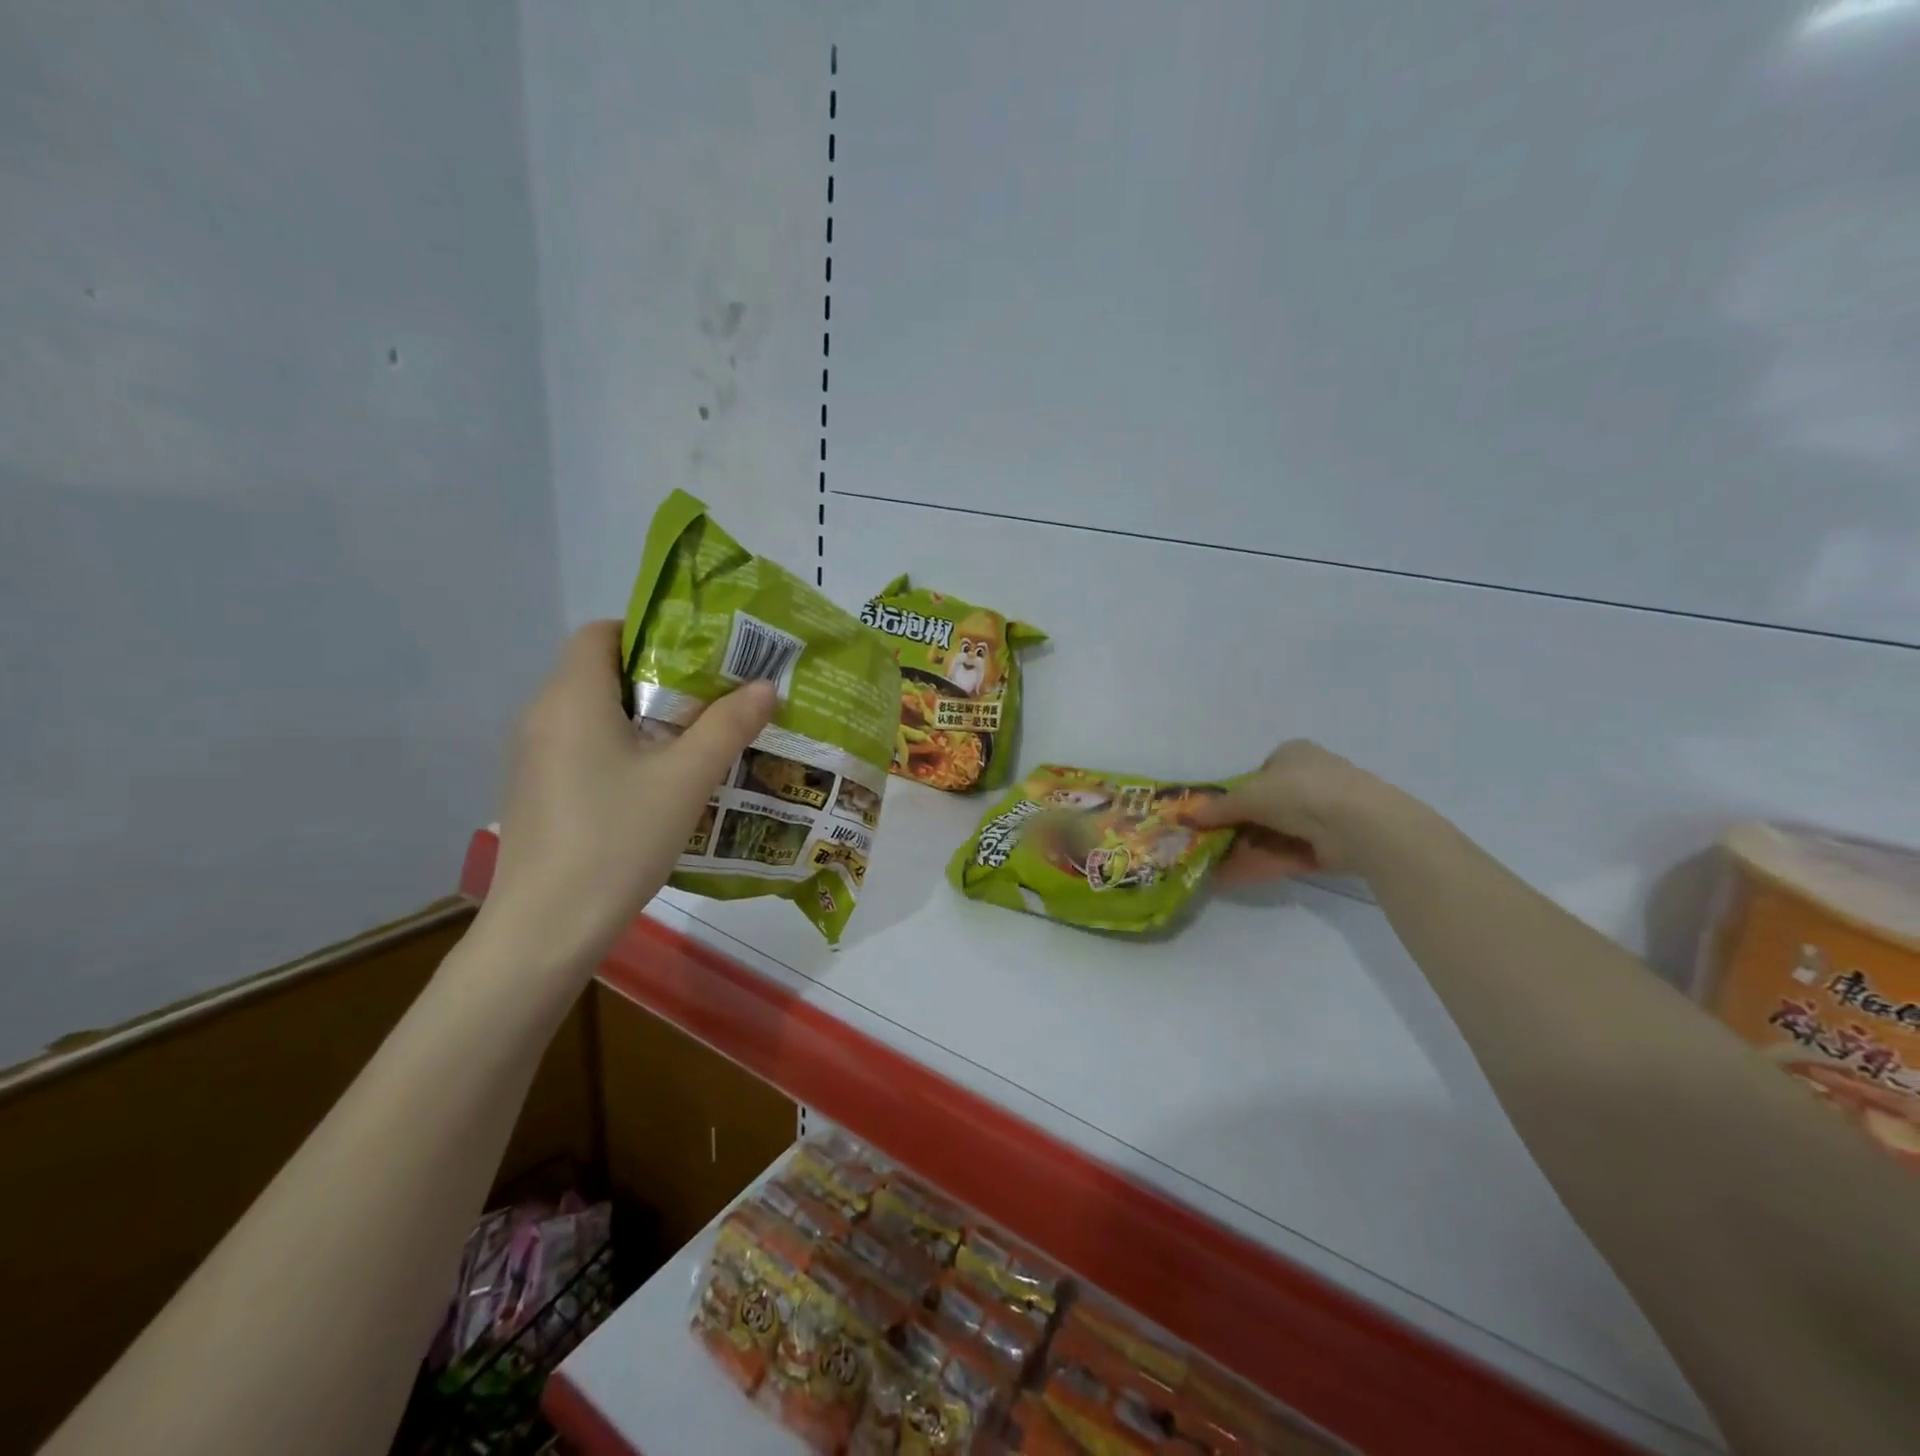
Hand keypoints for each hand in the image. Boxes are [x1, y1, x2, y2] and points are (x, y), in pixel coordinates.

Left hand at [483, 621, 775, 961]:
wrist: (546, 929)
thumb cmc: (618, 840)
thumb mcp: (686, 780)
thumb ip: (728, 726)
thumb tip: (765, 686)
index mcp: (572, 698)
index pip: (601, 631)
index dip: (650, 631)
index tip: (700, 655)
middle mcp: (542, 716)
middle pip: (601, 671)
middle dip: (660, 676)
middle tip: (715, 695)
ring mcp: (533, 757)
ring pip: (594, 712)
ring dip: (643, 715)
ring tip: (698, 736)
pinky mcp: (538, 791)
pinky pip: (583, 746)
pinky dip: (622, 746)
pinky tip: (659, 781)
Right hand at [1190, 739, 1396, 882]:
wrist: (1358, 823)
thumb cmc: (1299, 792)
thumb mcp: (1248, 795)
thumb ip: (1219, 808)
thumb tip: (1189, 817)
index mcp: (1292, 755)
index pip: (1257, 774)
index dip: (1233, 797)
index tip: (1212, 818)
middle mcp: (1308, 780)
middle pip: (1263, 808)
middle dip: (1234, 829)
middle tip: (1207, 847)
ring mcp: (1322, 814)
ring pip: (1273, 834)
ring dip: (1242, 850)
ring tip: (1211, 868)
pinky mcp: (1329, 845)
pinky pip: (1287, 853)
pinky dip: (1261, 863)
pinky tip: (1231, 878)